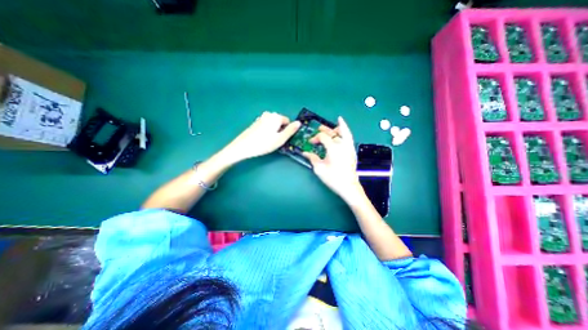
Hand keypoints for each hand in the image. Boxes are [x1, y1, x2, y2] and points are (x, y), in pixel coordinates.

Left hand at [225, 111, 299, 160]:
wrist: (243, 147)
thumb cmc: (264, 143)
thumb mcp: (280, 139)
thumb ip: (291, 130)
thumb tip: (299, 123)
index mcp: (276, 117)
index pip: (288, 122)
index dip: (287, 131)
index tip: (282, 139)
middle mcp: (269, 114)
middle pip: (280, 123)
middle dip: (280, 131)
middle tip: (275, 141)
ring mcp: (261, 118)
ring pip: (273, 125)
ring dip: (274, 132)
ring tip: (268, 141)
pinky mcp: (255, 123)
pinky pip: (266, 126)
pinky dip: (267, 132)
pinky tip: (262, 139)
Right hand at [304, 116, 362, 203]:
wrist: (348, 186)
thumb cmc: (333, 178)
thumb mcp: (319, 169)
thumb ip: (312, 158)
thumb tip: (305, 153)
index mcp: (333, 148)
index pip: (323, 137)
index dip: (315, 138)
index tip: (310, 142)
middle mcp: (342, 144)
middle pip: (332, 133)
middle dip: (324, 130)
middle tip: (318, 129)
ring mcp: (349, 147)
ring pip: (344, 132)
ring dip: (337, 128)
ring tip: (334, 125)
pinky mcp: (352, 151)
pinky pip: (349, 137)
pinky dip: (346, 130)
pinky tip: (343, 128)